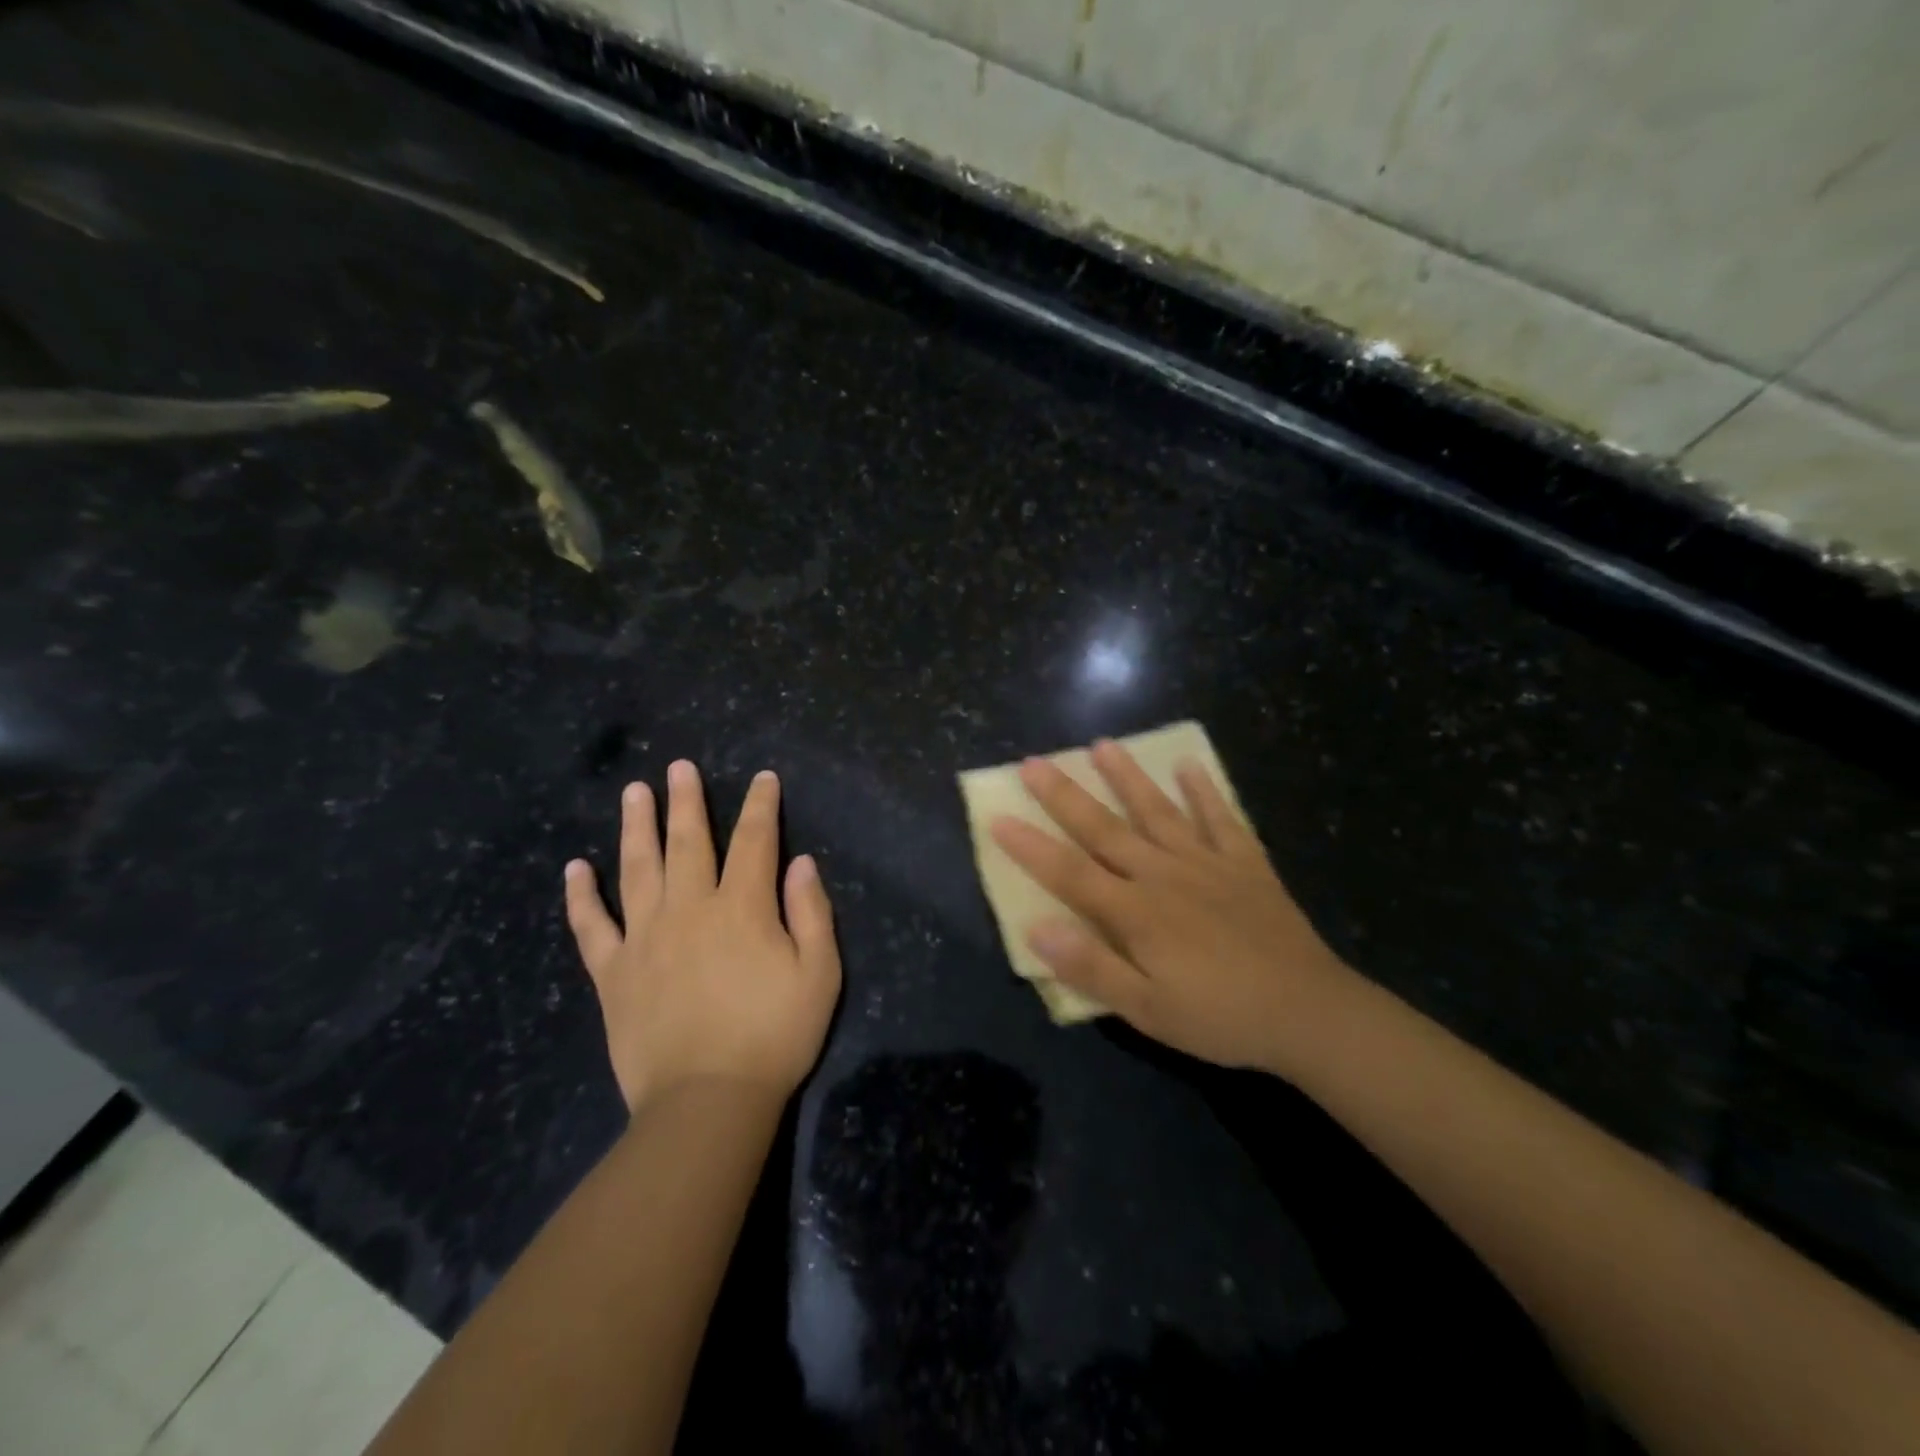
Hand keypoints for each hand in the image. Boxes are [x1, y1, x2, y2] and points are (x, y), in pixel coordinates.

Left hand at [564, 761, 841, 1113]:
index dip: (760, 806)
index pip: (754, 842)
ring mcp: (645, 939)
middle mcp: (689, 910)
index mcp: (742, 908)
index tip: (763, 779)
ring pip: (637, 869)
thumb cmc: (774, 1036)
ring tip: (634, 792)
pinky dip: (582, 896)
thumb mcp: (819, 974)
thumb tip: (800, 862)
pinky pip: (592, 927)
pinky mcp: (613, 973)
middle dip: (687, 801)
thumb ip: (811, 912)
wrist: (707, 1102)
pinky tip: (575, 868)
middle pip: (688, 842)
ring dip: (636, 826)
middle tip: (679, 766)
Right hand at [990, 739, 1354, 1074]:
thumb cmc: (1219, 1017)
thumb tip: (1037, 929)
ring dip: (1127, 776)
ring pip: (1157, 811)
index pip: (1070, 873)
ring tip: (1102, 744)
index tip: (998, 817)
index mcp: (1136, 912)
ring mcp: (1207, 863)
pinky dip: (1205, 790)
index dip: (1031, 847)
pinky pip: (1221, 818)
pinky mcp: (1245, 863)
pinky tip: (1190, 764)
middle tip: (1034, 762)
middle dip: (1065, 795)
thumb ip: (1092, 968)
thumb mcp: (1148, 1011)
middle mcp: (1164, 875)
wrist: (1308, 1013)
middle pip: (1105, 829)